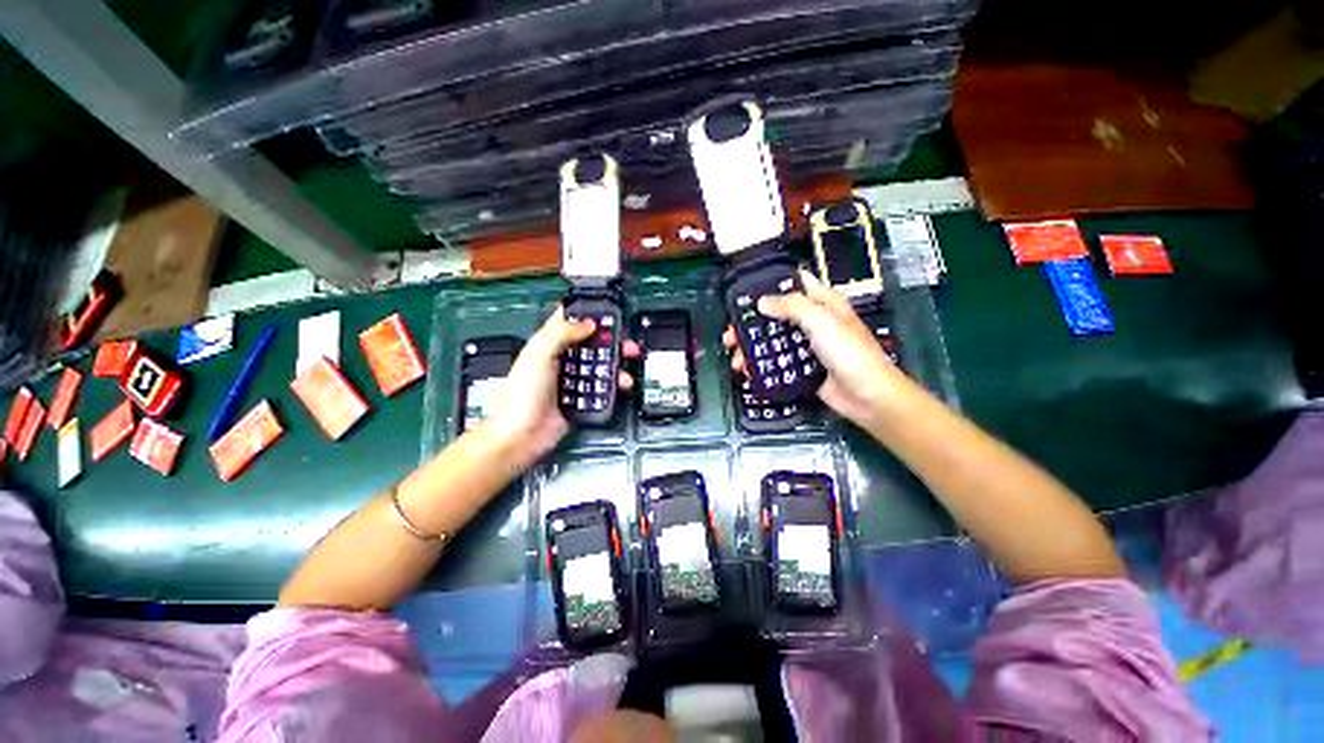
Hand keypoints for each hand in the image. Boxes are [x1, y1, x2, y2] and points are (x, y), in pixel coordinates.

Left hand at [481, 308, 639, 467]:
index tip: (608, 313)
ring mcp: (573, 380)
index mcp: (549, 344)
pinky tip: (620, 386)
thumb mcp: (539, 354)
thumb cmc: (523, 393)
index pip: (569, 321)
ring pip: (599, 366)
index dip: (587, 314)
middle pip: (592, 344)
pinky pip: (602, 389)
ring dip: (616, 366)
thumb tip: (589, 323)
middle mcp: (562, 359)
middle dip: (611, 342)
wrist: (521, 435)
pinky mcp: (581, 399)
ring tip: (625, 371)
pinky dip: (613, 386)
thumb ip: (562, 333)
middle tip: (627, 345)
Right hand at [724, 270, 900, 428]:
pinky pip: (775, 362)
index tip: (746, 290)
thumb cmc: (850, 353)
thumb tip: (761, 302)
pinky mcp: (800, 367)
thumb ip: (792, 307)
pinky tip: (747, 369)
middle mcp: (812, 322)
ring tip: (735, 356)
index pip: (795, 283)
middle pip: (775, 315)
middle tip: (731, 332)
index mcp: (822, 303)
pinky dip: (760, 364)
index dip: (772, 283)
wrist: (866, 396)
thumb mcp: (822, 322)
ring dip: (751, 346)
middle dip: (751, 322)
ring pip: (772, 340)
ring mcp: (805, 346)